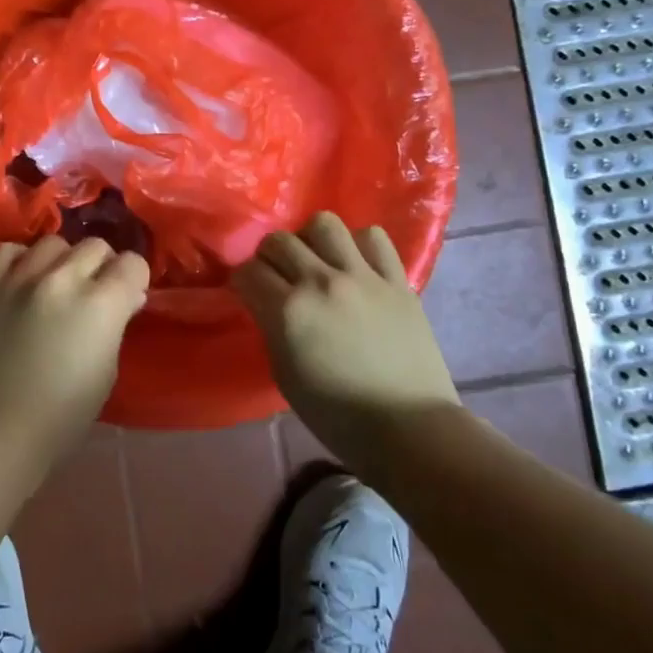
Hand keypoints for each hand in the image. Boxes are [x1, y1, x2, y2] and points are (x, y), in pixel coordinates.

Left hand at [0, 236, 150, 477]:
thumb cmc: (61, 415)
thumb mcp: (106, 372)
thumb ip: (116, 324)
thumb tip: (125, 298)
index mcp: (100, 304)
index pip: (132, 264)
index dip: (134, 279)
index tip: (127, 296)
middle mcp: (62, 279)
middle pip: (95, 246)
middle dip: (101, 267)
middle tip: (92, 293)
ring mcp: (20, 277)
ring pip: (53, 243)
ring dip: (61, 261)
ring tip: (53, 285)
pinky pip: (9, 250)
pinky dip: (20, 261)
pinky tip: (21, 281)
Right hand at [232, 213, 458, 471]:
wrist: (409, 428)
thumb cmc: (337, 415)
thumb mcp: (285, 374)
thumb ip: (272, 328)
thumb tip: (268, 304)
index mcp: (289, 311)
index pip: (248, 272)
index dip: (242, 282)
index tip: (248, 293)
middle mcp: (321, 282)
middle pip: (279, 241)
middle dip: (269, 257)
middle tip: (276, 276)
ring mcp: (363, 277)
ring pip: (324, 224)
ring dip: (311, 239)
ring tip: (316, 260)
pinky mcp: (397, 280)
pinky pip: (373, 238)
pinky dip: (358, 245)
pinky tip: (356, 265)